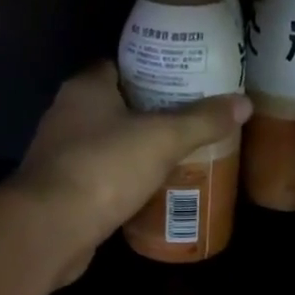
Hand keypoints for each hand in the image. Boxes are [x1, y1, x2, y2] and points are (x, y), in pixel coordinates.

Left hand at [11, 62, 250, 284]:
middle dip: (151, 114)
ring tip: (179, 155)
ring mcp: (61, 155)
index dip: (153, 70)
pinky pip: (101, 178)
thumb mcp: (163, 139)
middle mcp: (67, 115)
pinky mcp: (62, 191)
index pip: (121, 66)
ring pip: (108, 144)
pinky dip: (124, 182)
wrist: (50, 228)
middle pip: (116, 106)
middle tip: (192, 121)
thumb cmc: (104, 169)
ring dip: (137, 151)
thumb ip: (202, 120)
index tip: (185, 81)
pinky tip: (152, 191)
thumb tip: (244, 103)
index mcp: (86, 88)